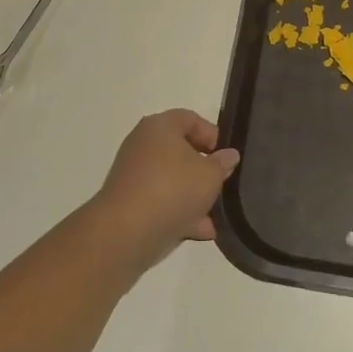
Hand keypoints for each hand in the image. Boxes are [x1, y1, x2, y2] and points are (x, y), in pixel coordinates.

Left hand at [92, 110, 238, 266]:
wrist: (124, 232)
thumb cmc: (172, 190)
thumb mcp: (210, 176)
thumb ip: (222, 164)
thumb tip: (228, 155)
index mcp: (161, 126)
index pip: (191, 119)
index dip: (213, 136)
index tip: (226, 158)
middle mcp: (143, 144)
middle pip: (181, 150)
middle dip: (204, 170)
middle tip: (222, 186)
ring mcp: (133, 174)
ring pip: (172, 179)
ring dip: (193, 196)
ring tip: (214, 217)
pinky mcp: (129, 202)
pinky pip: (160, 201)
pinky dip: (179, 212)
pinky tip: (200, 231)